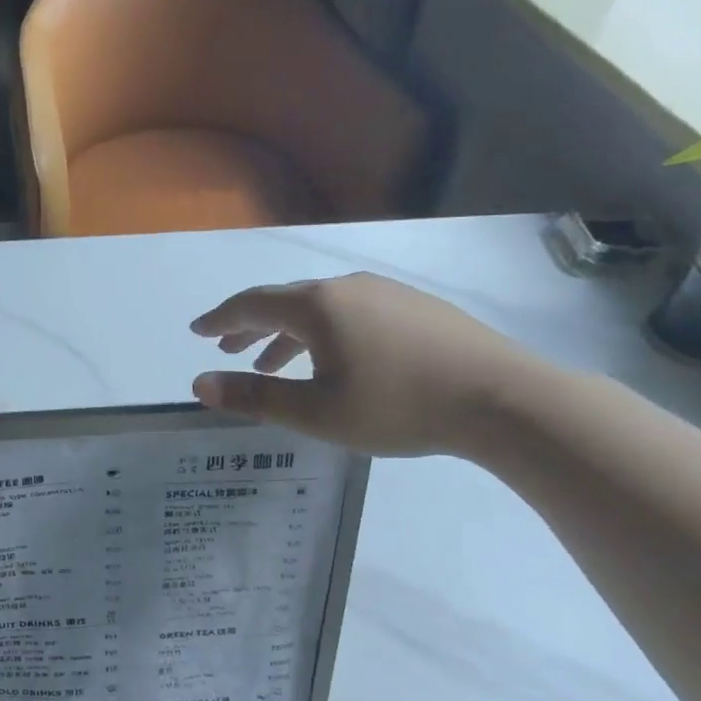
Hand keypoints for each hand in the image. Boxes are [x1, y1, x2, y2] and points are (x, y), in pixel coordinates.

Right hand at [190, 273, 540, 455]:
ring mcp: (385, 293)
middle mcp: (346, 288)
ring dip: (288, 334)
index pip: (251, 304)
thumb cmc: (397, 405)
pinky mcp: (415, 307)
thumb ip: (254, 397)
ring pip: (320, 309)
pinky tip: (334, 360)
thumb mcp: (316, 413)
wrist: (503, 398)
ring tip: (273, 364)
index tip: (198, 330)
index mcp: (316, 306)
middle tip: (228, 349)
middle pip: (284, 301)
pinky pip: (351, 313)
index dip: (220, 319)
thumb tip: (199, 385)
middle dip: (251, 326)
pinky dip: (324, 333)